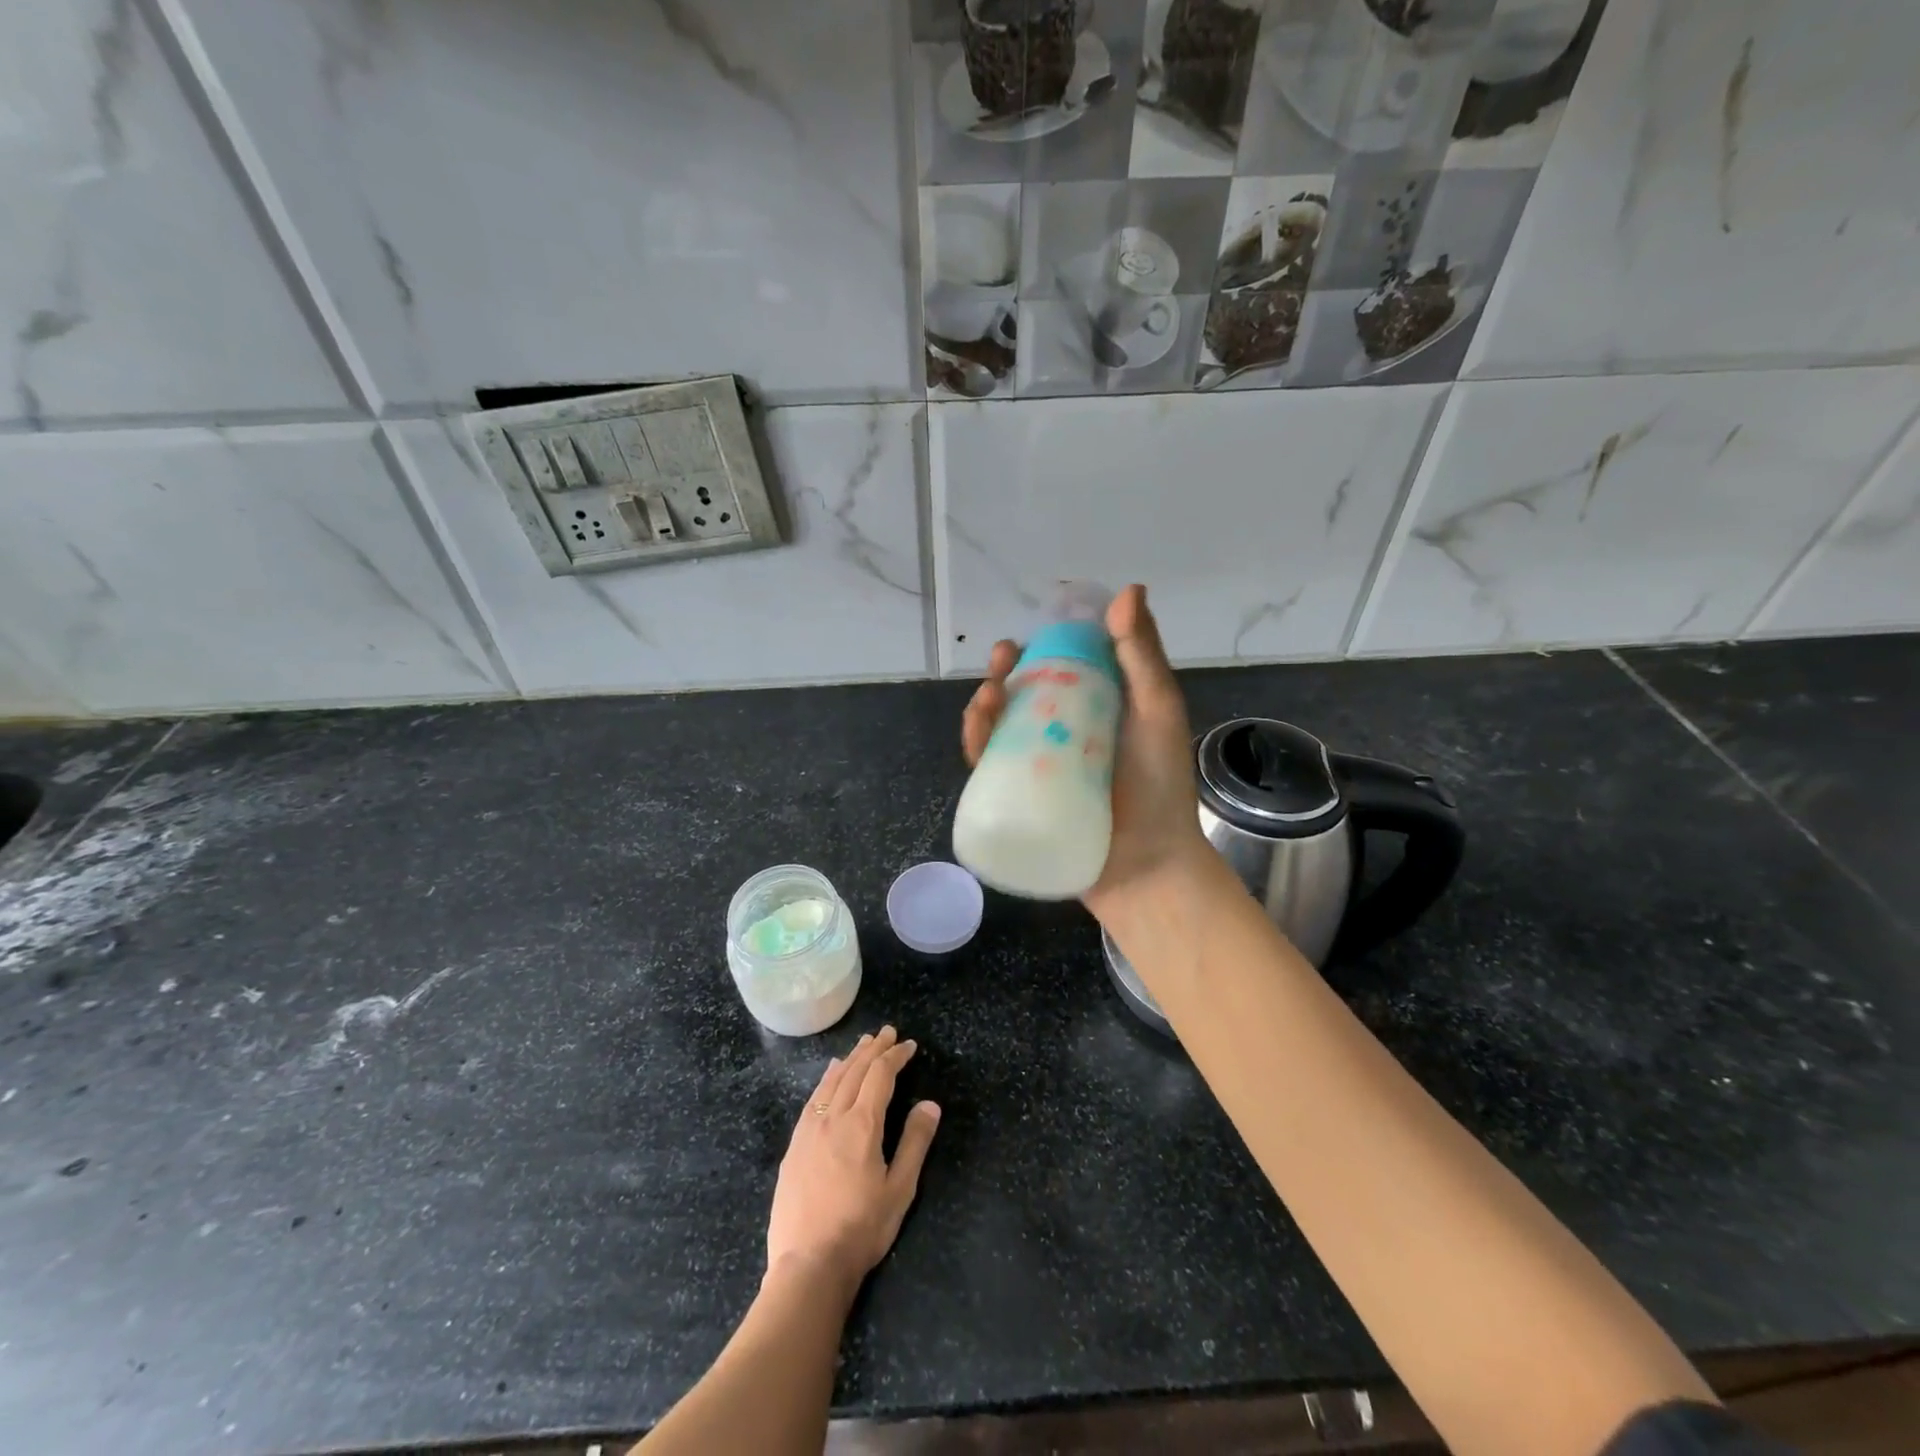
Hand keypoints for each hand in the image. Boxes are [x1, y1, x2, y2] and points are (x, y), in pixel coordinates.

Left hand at [766, 1027, 940, 1297]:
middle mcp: (833, 1118)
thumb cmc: (861, 1229)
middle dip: (873, 1049)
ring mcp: (809, 1130)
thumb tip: (930, 1104)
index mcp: (862, 1125)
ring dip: (851, 1059)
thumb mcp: (899, 1189)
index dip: (895, 1056)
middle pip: (855, 1071)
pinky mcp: (794, 1146)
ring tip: (863, 1045)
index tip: (909, 1045)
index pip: (880, 1075)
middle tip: (887, 1032)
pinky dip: (827, 1079)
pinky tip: (830, 1076)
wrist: (808, 1265)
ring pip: (832, 1081)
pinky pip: (814, 1099)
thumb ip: (915, 1142)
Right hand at [961, 584, 1210, 923]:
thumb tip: (1128, 589)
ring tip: (989, 697)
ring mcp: (1040, 767)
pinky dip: (977, 745)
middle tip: (1003, 661)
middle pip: (1024, 694)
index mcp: (1098, 708)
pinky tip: (977, 731)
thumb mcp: (1158, 712)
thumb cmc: (1161, 787)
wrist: (1149, 866)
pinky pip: (990, 767)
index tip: (1034, 632)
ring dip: (985, 704)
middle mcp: (1064, 733)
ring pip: (1000, 727)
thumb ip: (1142, 656)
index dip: (1042, 645)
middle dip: (1006, 672)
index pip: (1062, 666)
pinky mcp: (1021, 798)